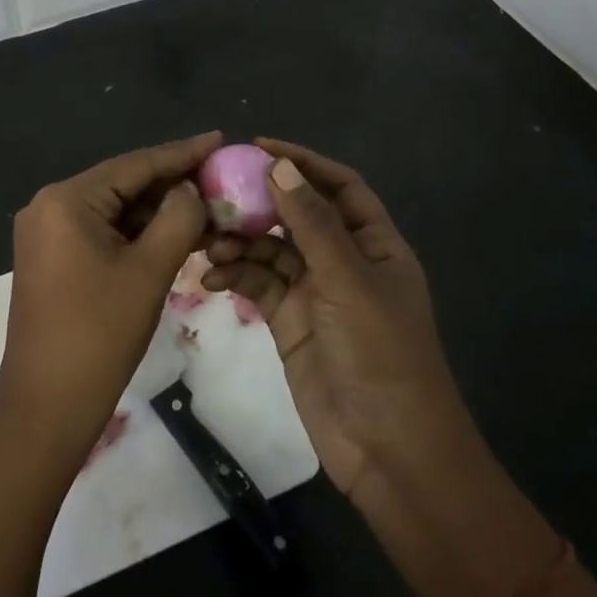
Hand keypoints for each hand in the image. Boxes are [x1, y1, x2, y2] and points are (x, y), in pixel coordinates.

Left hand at [0, 131, 220, 463]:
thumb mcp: (149, 271)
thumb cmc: (98, 334)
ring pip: (114, 210)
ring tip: (208, 206)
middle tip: (220, 177)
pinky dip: (136, 233)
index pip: (134, 165)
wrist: (46, 406)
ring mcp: (47, 233)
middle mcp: (50, 205)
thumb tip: (191, 189)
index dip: (181, 153)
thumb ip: (178, 218)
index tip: (220, 139)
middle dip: (172, 184)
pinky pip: (102, 232)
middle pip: (123, 184)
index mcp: (66, 199)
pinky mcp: (52, 258)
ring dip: (157, 211)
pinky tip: (173, 234)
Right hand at [202, 138, 476, 509]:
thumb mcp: (347, 281)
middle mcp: (344, 261)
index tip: (257, 147)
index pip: (339, 187)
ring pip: (271, 249)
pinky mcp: (289, 321)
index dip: (303, 162)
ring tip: (208, 242)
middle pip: (297, 215)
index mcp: (374, 245)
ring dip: (240, 241)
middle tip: (215, 194)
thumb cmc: (380, 354)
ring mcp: (315, 292)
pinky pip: (257, 284)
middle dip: (259, 203)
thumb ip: (312, 223)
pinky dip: (234, 275)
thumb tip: (280, 165)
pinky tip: (210, 277)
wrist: (388, 450)